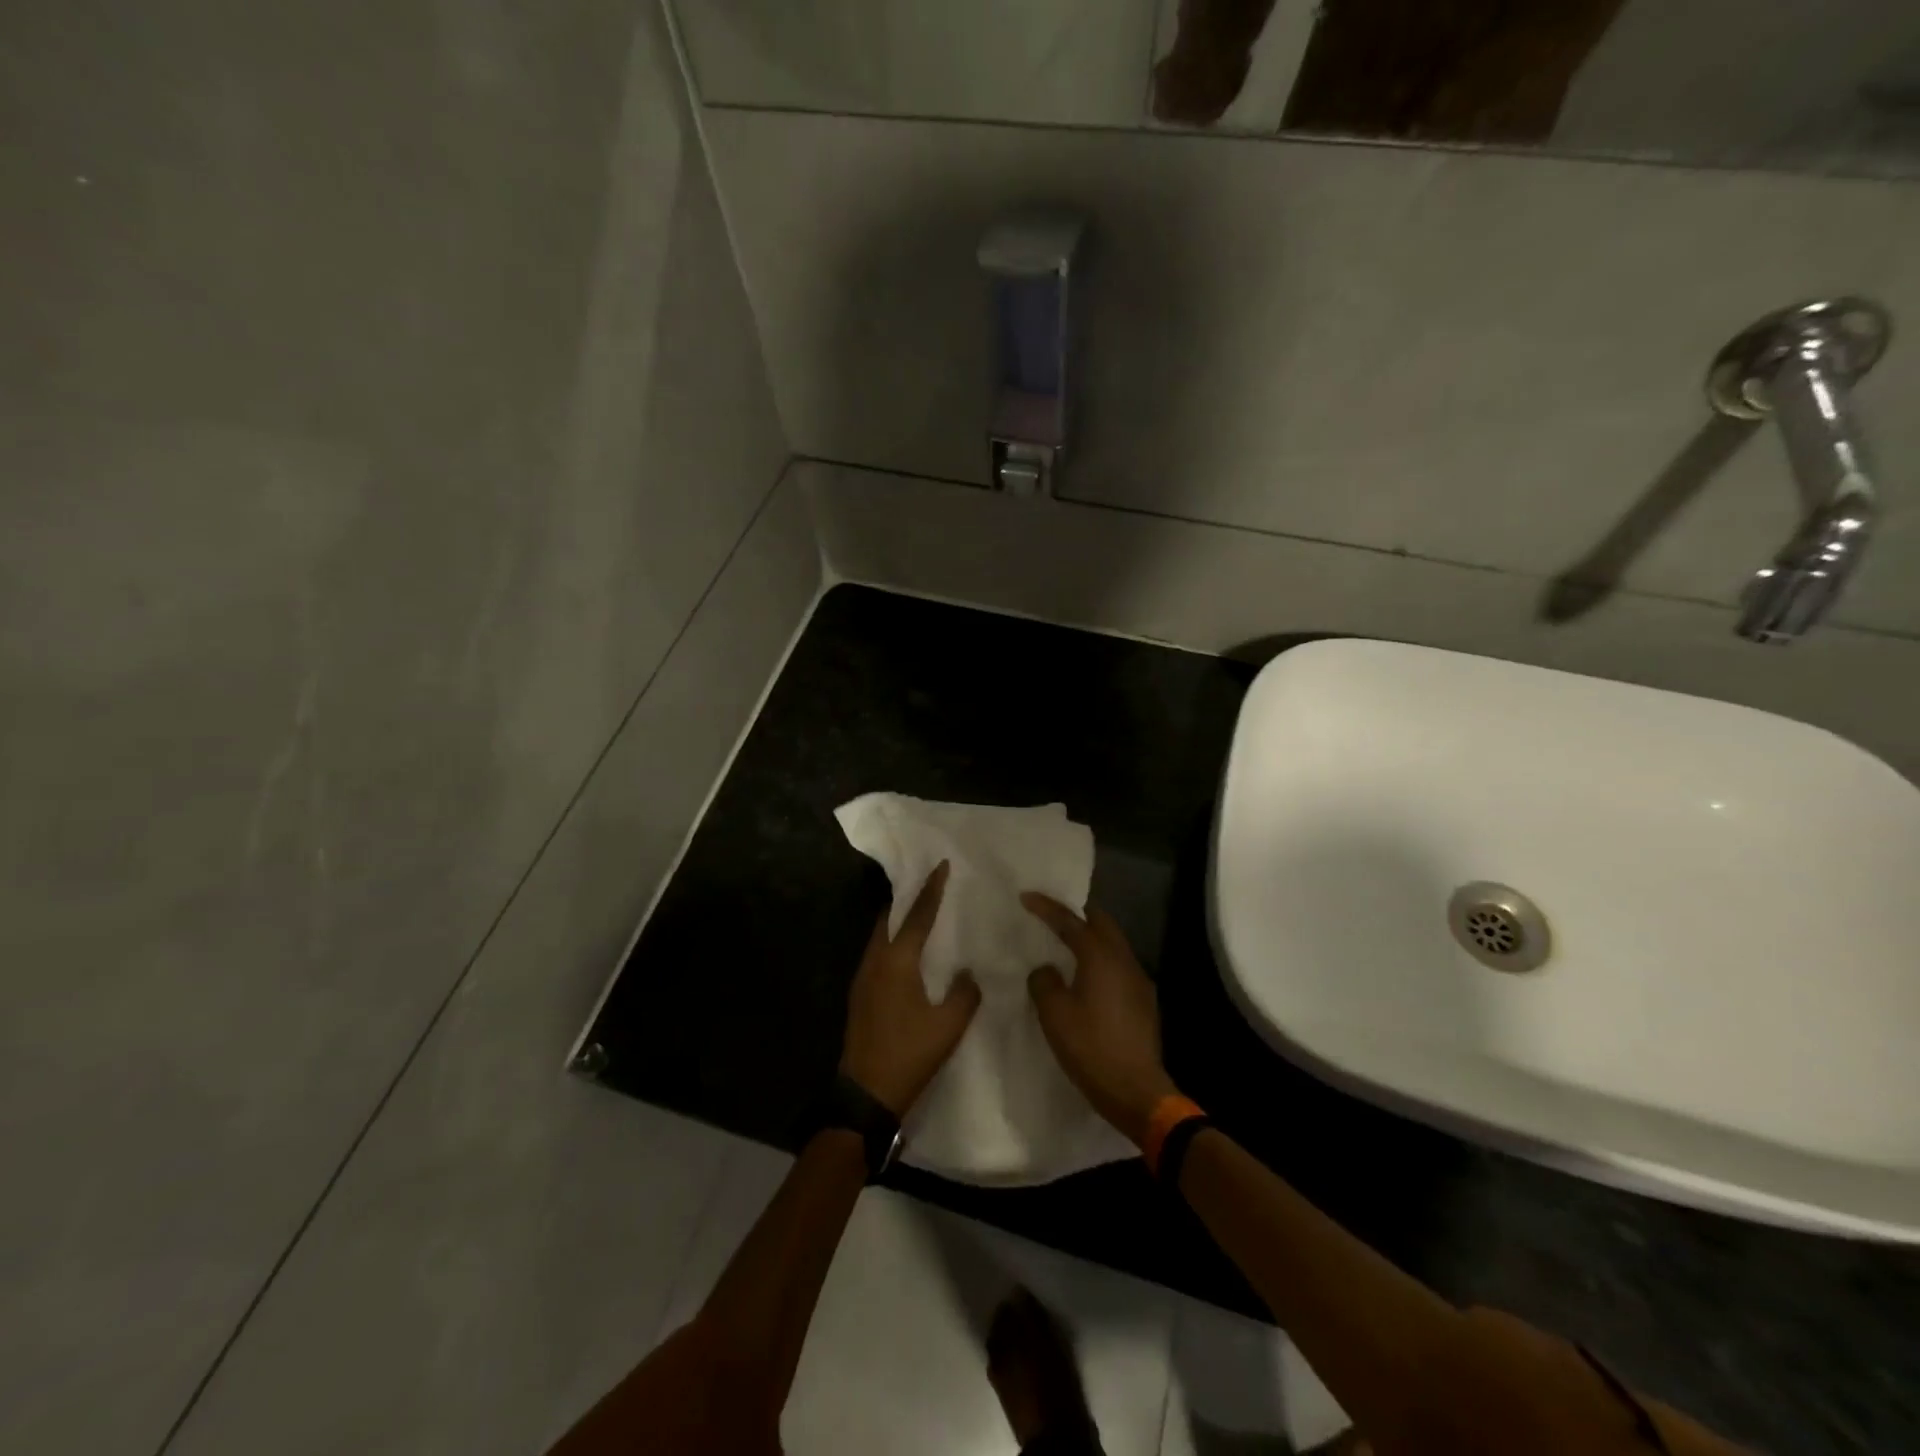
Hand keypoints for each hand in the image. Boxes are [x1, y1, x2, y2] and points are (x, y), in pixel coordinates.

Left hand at [840, 862, 981, 1117]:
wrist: (865, 1094)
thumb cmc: (909, 1055)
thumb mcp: (949, 1026)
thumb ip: (965, 992)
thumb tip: (967, 972)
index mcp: (897, 961)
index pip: (918, 915)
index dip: (931, 889)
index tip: (940, 865)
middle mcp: (875, 961)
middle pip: (890, 917)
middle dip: (909, 899)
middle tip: (929, 886)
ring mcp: (862, 977)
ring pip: (880, 935)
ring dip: (898, 920)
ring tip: (921, 914)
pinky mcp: (859, 994)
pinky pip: (877, 953)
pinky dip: (892, 941)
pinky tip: (908, 954)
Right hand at [1023, 894, 1178, 1147]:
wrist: (1136, 1090)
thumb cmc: (1091, 1047)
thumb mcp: (1054, 1015)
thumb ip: (1044, 983)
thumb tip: (1047, 970)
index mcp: (1100, 956)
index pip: (1070, 921)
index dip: (1047, 908)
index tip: (1026, 897)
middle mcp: (1124, 959)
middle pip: (1101, 923)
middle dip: (1077, 914)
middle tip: (1052, 915)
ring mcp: (1138, 980)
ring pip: (1113, 944)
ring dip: (1091, 938)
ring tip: (1066, 944)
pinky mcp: (1144, 1001)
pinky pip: (1118, 966)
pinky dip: (1100, 960)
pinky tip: (1086, 977)